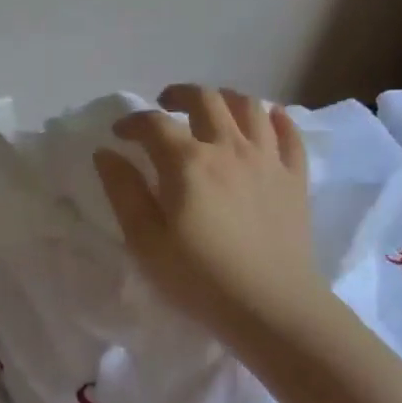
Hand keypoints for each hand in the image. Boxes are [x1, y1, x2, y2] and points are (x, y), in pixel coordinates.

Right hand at [94, 85, 324, 340]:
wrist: (272, 307)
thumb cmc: (200, 279)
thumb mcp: (145, 241)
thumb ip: (123, 191)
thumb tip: (106, 153)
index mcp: (187, 162)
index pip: (153, 123)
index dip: (131, 122)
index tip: (119, 135)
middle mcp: (229, 147)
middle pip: (205, 99)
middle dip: (178, 95)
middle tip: (165, 106)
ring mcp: (268, 159)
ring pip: (249, 106)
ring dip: (225, 99)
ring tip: (213, 109)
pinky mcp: (295, 178)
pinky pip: (289, 133)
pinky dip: (276, 119)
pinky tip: (267, 120)